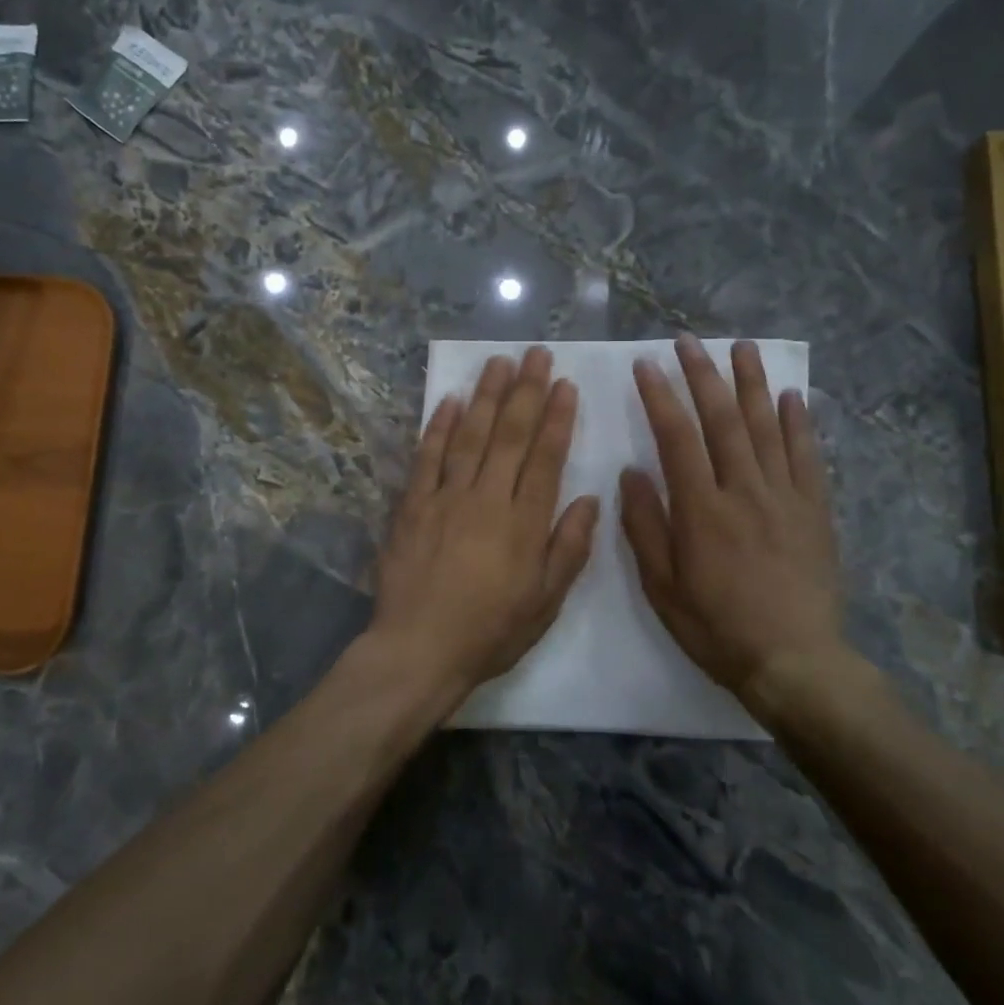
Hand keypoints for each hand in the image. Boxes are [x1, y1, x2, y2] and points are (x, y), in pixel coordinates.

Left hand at [372, 348, 600, 708]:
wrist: (419, 650)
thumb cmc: (490, 631)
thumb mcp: (545, 603)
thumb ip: (569, 548)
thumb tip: (590, 500)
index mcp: (524, 523)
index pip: (545, 458)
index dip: (556, 418)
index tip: (564, 384)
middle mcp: (487, 499)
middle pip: (509, 435)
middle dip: (525, 391)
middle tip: (535, 355)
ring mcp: (445, 497)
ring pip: (471, 435)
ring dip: (487, 396)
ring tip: (499, 362)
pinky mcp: (412, 505)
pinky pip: (427, 457)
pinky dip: (439, 426)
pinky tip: (451, 400)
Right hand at [619, 334, 848, 699]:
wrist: (795, 662)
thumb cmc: (717, 627)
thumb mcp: (662, 587)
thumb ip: (645, 526)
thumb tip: (632, 473)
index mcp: (701, 509)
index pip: (677, 437)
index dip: (659, 396)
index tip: (646, 364)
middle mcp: (744, 491)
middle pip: (723, 420)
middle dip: (703, 375)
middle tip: (689, 341)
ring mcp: (785, 497)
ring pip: (767, 427)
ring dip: (753, 383)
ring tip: (743, 347)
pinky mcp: (815, 511)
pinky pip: (807, 457)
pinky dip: (800, 423)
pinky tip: (792, 396)